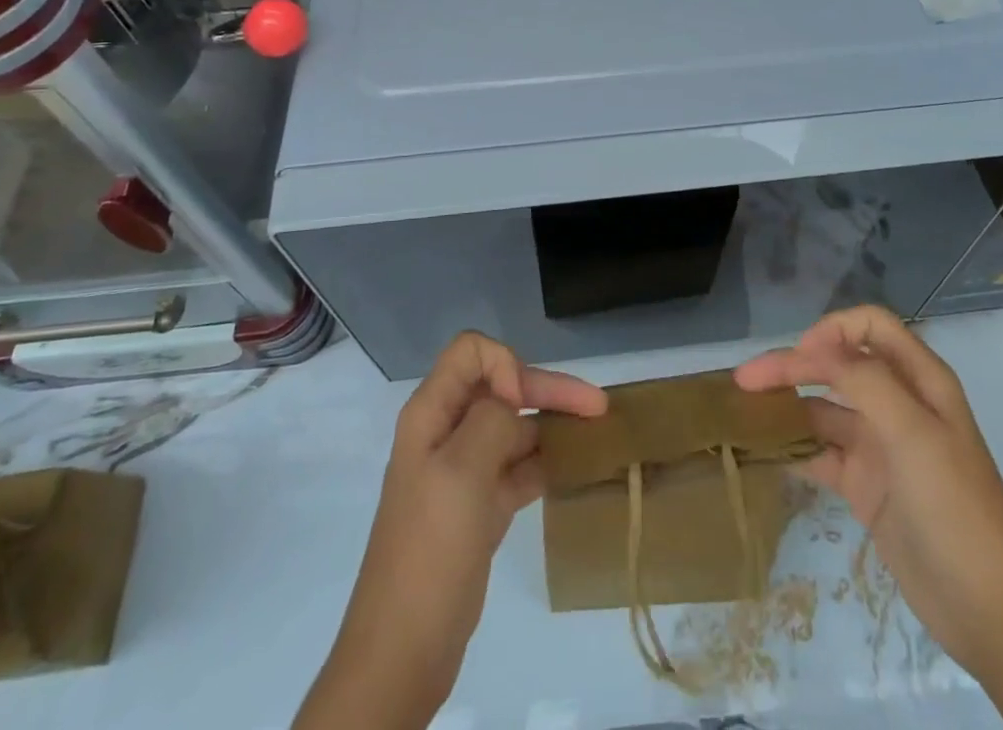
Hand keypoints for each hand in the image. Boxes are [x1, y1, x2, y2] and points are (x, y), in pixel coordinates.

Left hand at [295, 332, 605, 729]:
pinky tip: (576, 468)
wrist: (404, 650)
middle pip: (502, 388)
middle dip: (548, 389)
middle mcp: (447, 432)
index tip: (522, 405)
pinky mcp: (480, 505)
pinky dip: (546, 461)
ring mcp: (464, 471)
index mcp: (431, 414)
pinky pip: (519, 466)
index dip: (504, 365)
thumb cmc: (430, 550)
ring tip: (597, 435)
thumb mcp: (460, 472)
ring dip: (552, 424)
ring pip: (515, 427)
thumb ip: (492, 420)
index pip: (472, 353)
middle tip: (598, 406)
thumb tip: (515, 404)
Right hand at [735, 307, 1002, 729]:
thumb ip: (866, 381)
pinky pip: (821, 453)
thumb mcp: (914, 434)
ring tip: (744, 413)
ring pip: (824, 409)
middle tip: (745, 381)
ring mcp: (881, 446)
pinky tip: (764, 450)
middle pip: (838, 365)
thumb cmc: (955, 508)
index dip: (832, 330)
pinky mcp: (866, 486)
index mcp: (920, 381)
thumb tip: (818, 345)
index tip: (800, 356)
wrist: (990, 612)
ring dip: (788, 405)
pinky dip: (793, 447)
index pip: (870, 328)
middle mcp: (898, 404)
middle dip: (794, 365)